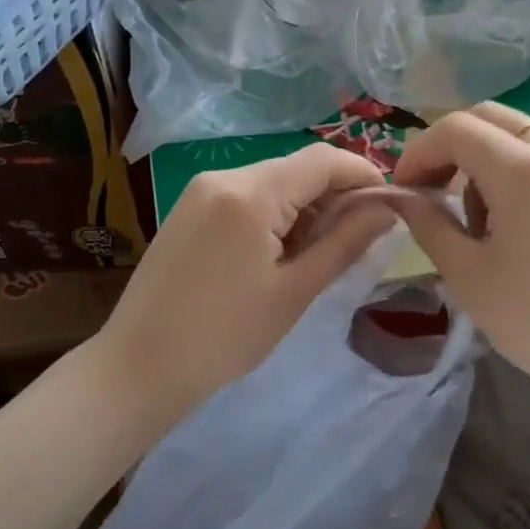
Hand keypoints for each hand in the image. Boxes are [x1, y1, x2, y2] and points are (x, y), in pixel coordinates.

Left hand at [96, 143, 395, 430]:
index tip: (391, 205)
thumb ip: (344, 243)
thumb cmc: (224, 336)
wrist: (137, 367)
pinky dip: (274, 213)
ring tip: (318, 253)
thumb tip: (387, 209)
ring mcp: (200, 190)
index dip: (363, 175)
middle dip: (334, 194)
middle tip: (359, 238)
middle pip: (296, 168)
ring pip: (272, 181)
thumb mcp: (294, 291)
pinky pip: (245, 196)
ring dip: (305, 205)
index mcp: (250, 193)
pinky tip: (279, 251)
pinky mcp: (188, 209)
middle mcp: (223, 176)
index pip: (322, 160)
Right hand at [389, 102, 529, 426]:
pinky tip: (513, 224)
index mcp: (524, 169)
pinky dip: (515, 171)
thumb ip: (426, 222)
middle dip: (449, 148)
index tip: (402, 190)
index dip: (418, 153)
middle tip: (431, 193)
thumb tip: (398, 195)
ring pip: (518, 135)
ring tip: (476, 221)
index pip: (455, 129)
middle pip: (488, 119)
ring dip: (483, 160)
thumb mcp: (466, 273)